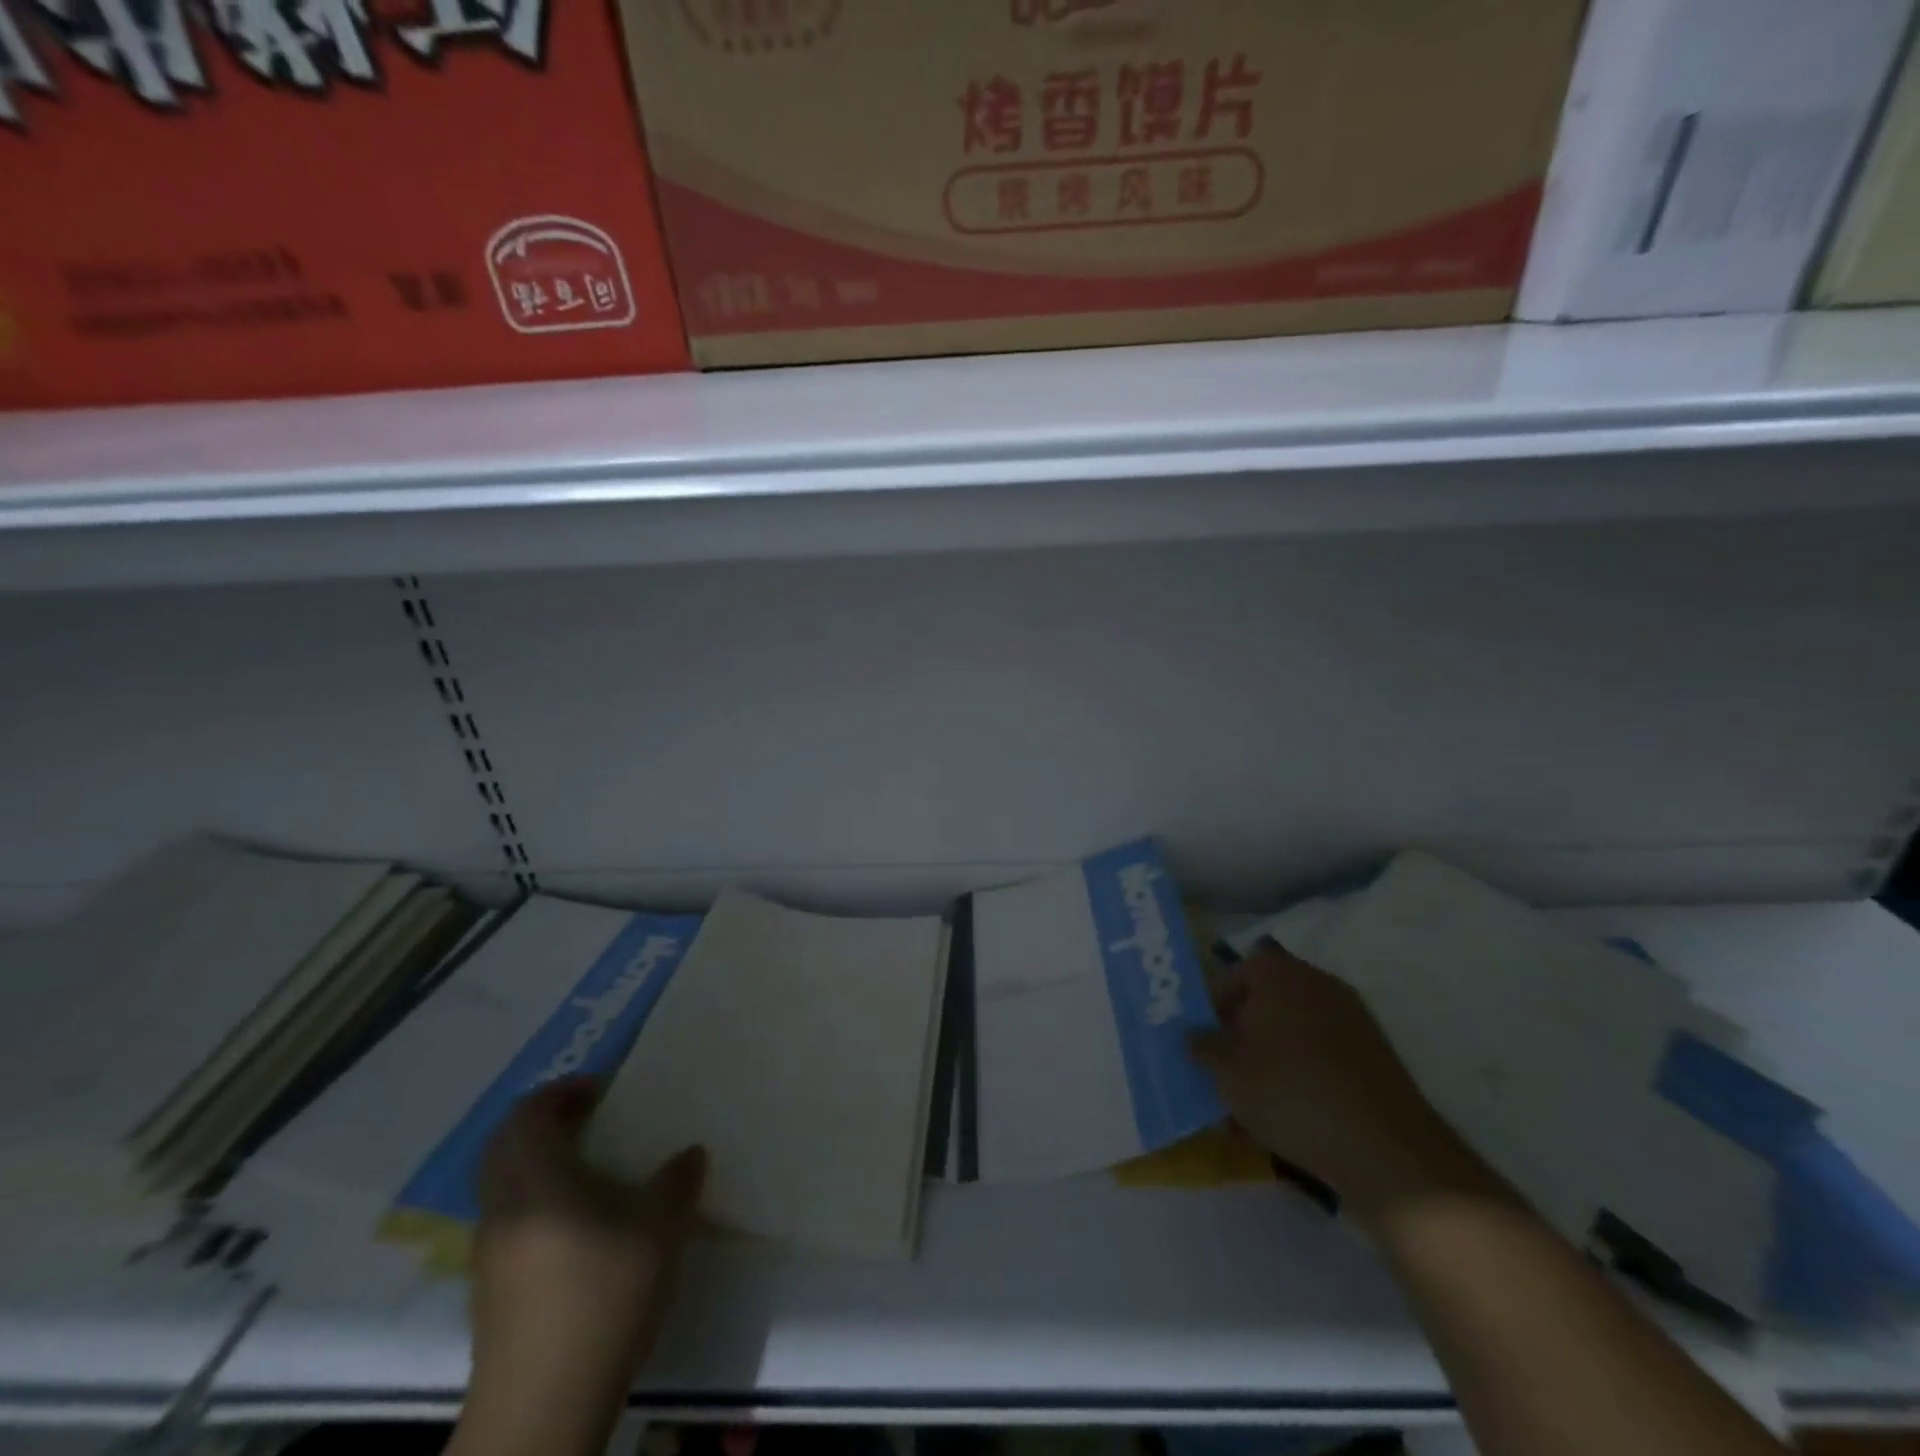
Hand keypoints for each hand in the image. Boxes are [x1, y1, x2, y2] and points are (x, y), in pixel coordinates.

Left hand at [453, 1079, 704, 1455]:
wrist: (543, 1408)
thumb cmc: (601, 1297)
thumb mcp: (658, 1229)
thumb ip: (677, 1181)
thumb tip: (690, 1152)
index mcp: (536, 1180)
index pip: (529, 1114)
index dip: (563, 1092)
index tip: (604, 1090)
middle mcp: (503, 1205)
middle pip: (506, 1143)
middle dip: (546, 1120)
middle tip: (595, 1116)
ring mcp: (490, 1249)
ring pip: (504, 1180)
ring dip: (539, 1157)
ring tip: (593, 1163)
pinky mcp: (491, 1286)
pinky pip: (509, 1212)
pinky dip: (536, 1194)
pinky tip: (580, 1218)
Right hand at [1191, 939, 1500, 1227]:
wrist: (1383, 1147)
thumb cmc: (1289, 1092)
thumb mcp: (1226, 1071)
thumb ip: (1202, 1046)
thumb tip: (1193, 1034)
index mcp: (1277, 972)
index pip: (1234, 972)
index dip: (1214, 1002)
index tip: (1204, 1037)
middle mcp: (1316, 981)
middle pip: (1267, 998)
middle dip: (1244, 1029)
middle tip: (1225, 1066)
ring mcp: (1352, 1016)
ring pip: (1295, 1028)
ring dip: (1273, 1053)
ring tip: (1254, 1098)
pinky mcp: (1375, 1054)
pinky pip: (1324, 1053)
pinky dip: (1304, 1071)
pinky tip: (1291, 1112)